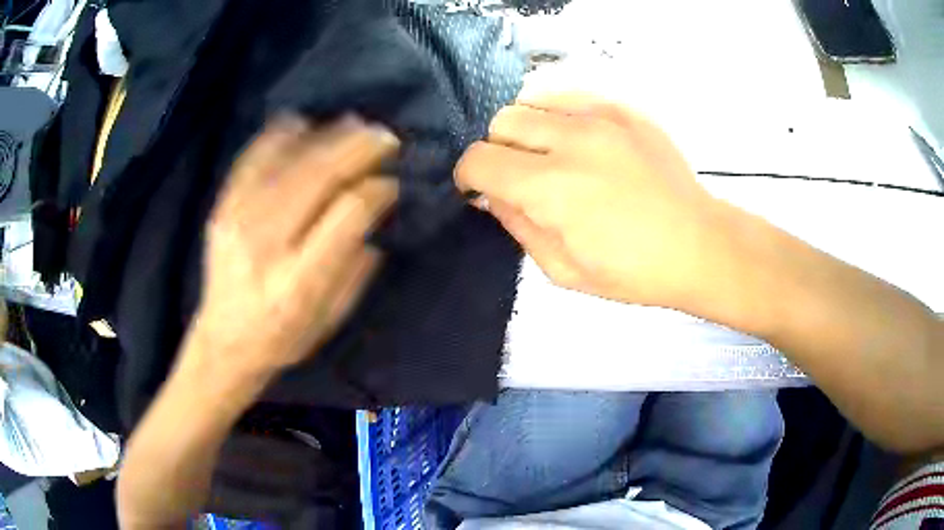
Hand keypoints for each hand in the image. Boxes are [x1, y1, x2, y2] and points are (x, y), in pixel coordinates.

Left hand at [189, 115, 398, 378]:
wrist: (224, 340)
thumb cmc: (284, 336)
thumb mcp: (332, 316)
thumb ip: (357, 263)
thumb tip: (376, 204)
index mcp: (300, 281)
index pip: (347, 214)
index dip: (376, 190)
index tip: (391, 183)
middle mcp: (266, 245)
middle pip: (317, 176)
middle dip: (357, 149)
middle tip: (384, 136)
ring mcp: (237, 221)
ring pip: (287, 161)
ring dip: (325, 136)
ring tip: (352, 124)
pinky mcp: (221, 209)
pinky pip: (251, 159)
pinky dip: (278, 136)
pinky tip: (301, 123)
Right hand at [456, 93, 731, 309]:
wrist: (697, 245)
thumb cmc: (633, 271)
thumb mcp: (563, 270)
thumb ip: (518, 226)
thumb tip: (492, 195)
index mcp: (551, 188)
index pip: (479, 160)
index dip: (469, 176)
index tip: (480, 190)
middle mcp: (570, 140)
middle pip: (501, 122)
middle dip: (497, 151)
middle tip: (519, 176)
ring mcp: (600, 118)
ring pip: (531, 101)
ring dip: (526, 129)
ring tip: (548, 155)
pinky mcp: (623, 110)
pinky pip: (569, 96)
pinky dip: (557, 114)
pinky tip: (575, 139)